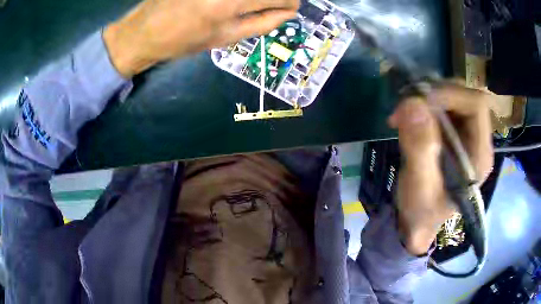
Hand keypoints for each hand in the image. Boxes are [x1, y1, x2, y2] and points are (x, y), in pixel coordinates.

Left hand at [104, 0, 298, 77]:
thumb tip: (288, 12)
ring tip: (241, 6)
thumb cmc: (183, 40)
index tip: (286, 9)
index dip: (289, 3)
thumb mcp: (226, 38)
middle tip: (267, 5)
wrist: (144, 31)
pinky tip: (226, 4)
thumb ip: (263, 23)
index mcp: (234, 2)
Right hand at [388, 83, 493, 254]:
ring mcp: (466, 133)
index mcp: (479, 155)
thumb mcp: (419, 187)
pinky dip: (423, 103)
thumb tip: (413, 104)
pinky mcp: (453, 131)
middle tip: (406, 106)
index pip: (476, 105)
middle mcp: (478, 139)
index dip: (450, 94)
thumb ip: (419, 149)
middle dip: (435, 93)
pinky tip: (407, 118)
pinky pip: (441, 103)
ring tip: (403, 113)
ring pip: (452, 95)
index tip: (419, 101)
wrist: (417, 220)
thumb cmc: (421, 211)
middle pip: (465, 95)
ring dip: (426, 97)